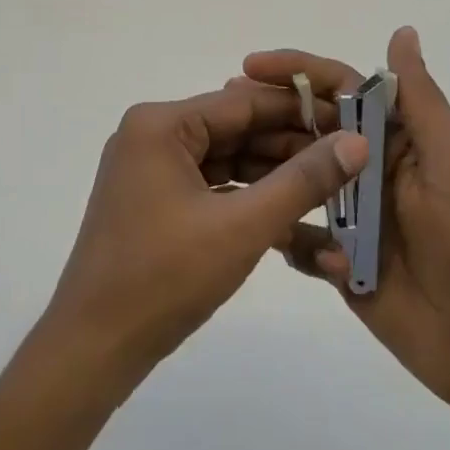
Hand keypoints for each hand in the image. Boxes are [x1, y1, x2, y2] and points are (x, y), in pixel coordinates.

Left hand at [40, 87, 368, 395]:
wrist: (93, 348)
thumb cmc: (165, 279)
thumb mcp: (243, 227)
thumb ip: (303, 181)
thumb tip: (357, 142)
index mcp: (160, 124)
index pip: (243, 102)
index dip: (300, 111)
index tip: (350, 121)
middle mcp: (151, 134)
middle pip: (233, 127)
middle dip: (288, 144)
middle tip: (347, 158)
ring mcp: (148, 167)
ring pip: (223, 157)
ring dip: (270, 171)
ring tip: (327, 182)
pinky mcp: (151, 199)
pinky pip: (208, 183)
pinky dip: (244, 194)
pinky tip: (287, 207)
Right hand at [239, 26, 449, 422]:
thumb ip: (419, 98)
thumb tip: (402, 31)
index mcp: (396, 138)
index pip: (339, 89)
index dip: (295, 72)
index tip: (250, 66)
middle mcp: (368, 168)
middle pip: (308, 129)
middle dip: (266, 117)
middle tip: (221, 112)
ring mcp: (351, 216)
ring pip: (295, 180)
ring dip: (267, 173)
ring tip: (229, 172)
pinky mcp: (338, 260)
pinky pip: (297, 237)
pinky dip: (285, 235)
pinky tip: (274, 237)